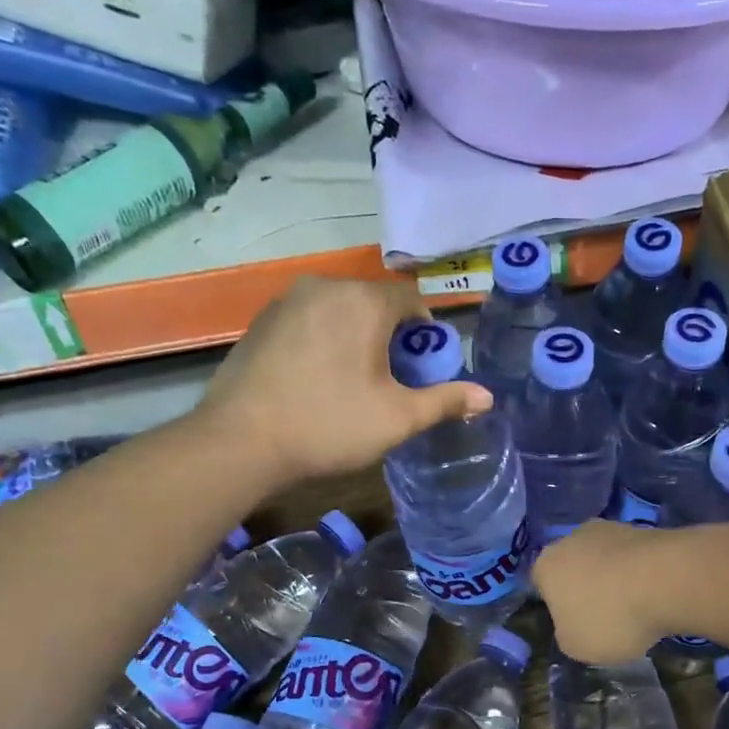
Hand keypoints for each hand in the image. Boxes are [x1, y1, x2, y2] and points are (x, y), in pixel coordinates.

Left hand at [199, 279, 490, 483]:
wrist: (241, 441)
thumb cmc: (330, 424)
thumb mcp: (398, 418)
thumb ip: (445, 401)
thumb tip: (487, 397)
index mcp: (363, 301)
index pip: (411, 300)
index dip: (426, 333)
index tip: (422, 368)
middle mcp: (325, 287)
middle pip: (374, 303)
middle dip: (391, 336)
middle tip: (392, 381)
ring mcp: (286, 301)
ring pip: (339, 311)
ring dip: (356, 338)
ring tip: (354, 383)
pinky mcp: (260, 322)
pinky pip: (309, 322)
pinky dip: (324, 341)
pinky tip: (317, 381)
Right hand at [533, 520, 682, 662]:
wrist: (667, 579)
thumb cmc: (610, 617)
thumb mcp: (576, 646)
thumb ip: (566, 635)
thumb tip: (572, 625)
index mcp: (546, 565)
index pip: (542, 586)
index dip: (558, 607)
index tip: (576, 625)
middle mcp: (572, 538)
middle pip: (574, 567)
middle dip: (587, 589)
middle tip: (606, 617)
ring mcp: (610, 528)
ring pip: (605, 559)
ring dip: (616, 579)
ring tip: (636, 608)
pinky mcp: (644, 528)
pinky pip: (634, 557)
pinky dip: (641, 573)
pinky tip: (655, 594)